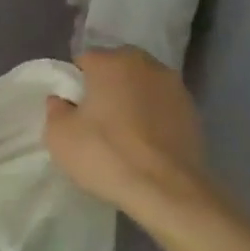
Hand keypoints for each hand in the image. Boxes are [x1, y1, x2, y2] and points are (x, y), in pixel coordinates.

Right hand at [44, 48, 217, 224]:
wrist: (167, 190)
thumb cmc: (106, 155)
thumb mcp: (59, 136)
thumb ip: (55, 109)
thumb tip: (62, 100)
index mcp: (111, 62)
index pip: (84, 60)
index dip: (75, 83)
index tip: (72, 108)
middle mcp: (146, 65)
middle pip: (117, 67)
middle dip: (105, 85)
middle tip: (96, 117)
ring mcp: (175, 87)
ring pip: (142, 85)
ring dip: (131, 99)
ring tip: (123, 131)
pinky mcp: (193, 111)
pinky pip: (161, 106)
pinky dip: (152, 116)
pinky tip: (145, 142)